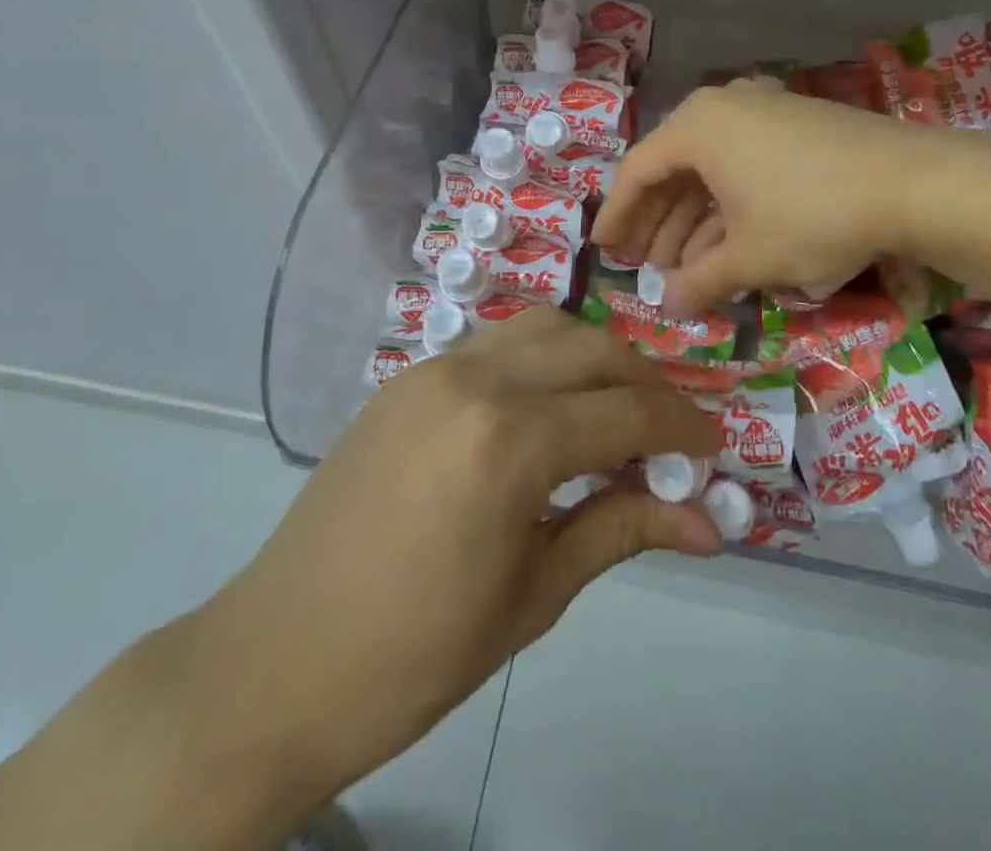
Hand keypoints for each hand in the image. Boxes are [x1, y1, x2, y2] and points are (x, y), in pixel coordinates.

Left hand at [189, 310, 723, 821]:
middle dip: (646, 383)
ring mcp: (436, 370)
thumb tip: (708, 524)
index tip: (716, 446)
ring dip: (594, 357)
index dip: (682, 426)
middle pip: (593, 351)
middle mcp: (477, 382)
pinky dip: (543, 356)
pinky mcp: (410, 377)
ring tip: (614, 409)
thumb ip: (623, 530)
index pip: (626, 412)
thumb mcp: (535, 596)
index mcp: (510, 444)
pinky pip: (498, 342)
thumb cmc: (415, 655)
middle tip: (671, 432)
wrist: (275, 662)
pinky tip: (549, 405)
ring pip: (545, 328)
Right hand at [593, 82, 949, 314]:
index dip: (618, 215)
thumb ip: (700, 282)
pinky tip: (727, 243)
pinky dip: (729, 203)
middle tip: (643, 265)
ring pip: (711, 169)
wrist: (912, 181)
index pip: (638, 171)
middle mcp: (724, 107)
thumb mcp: (750, 256)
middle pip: (673, 168)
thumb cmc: (813, 214)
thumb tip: (668, 309)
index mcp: (698, 127)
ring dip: (694, 219)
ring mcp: (763, 110)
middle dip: (658, 222)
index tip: (604, 250)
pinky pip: (743, 163)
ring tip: (683, 267)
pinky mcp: (795, 123)